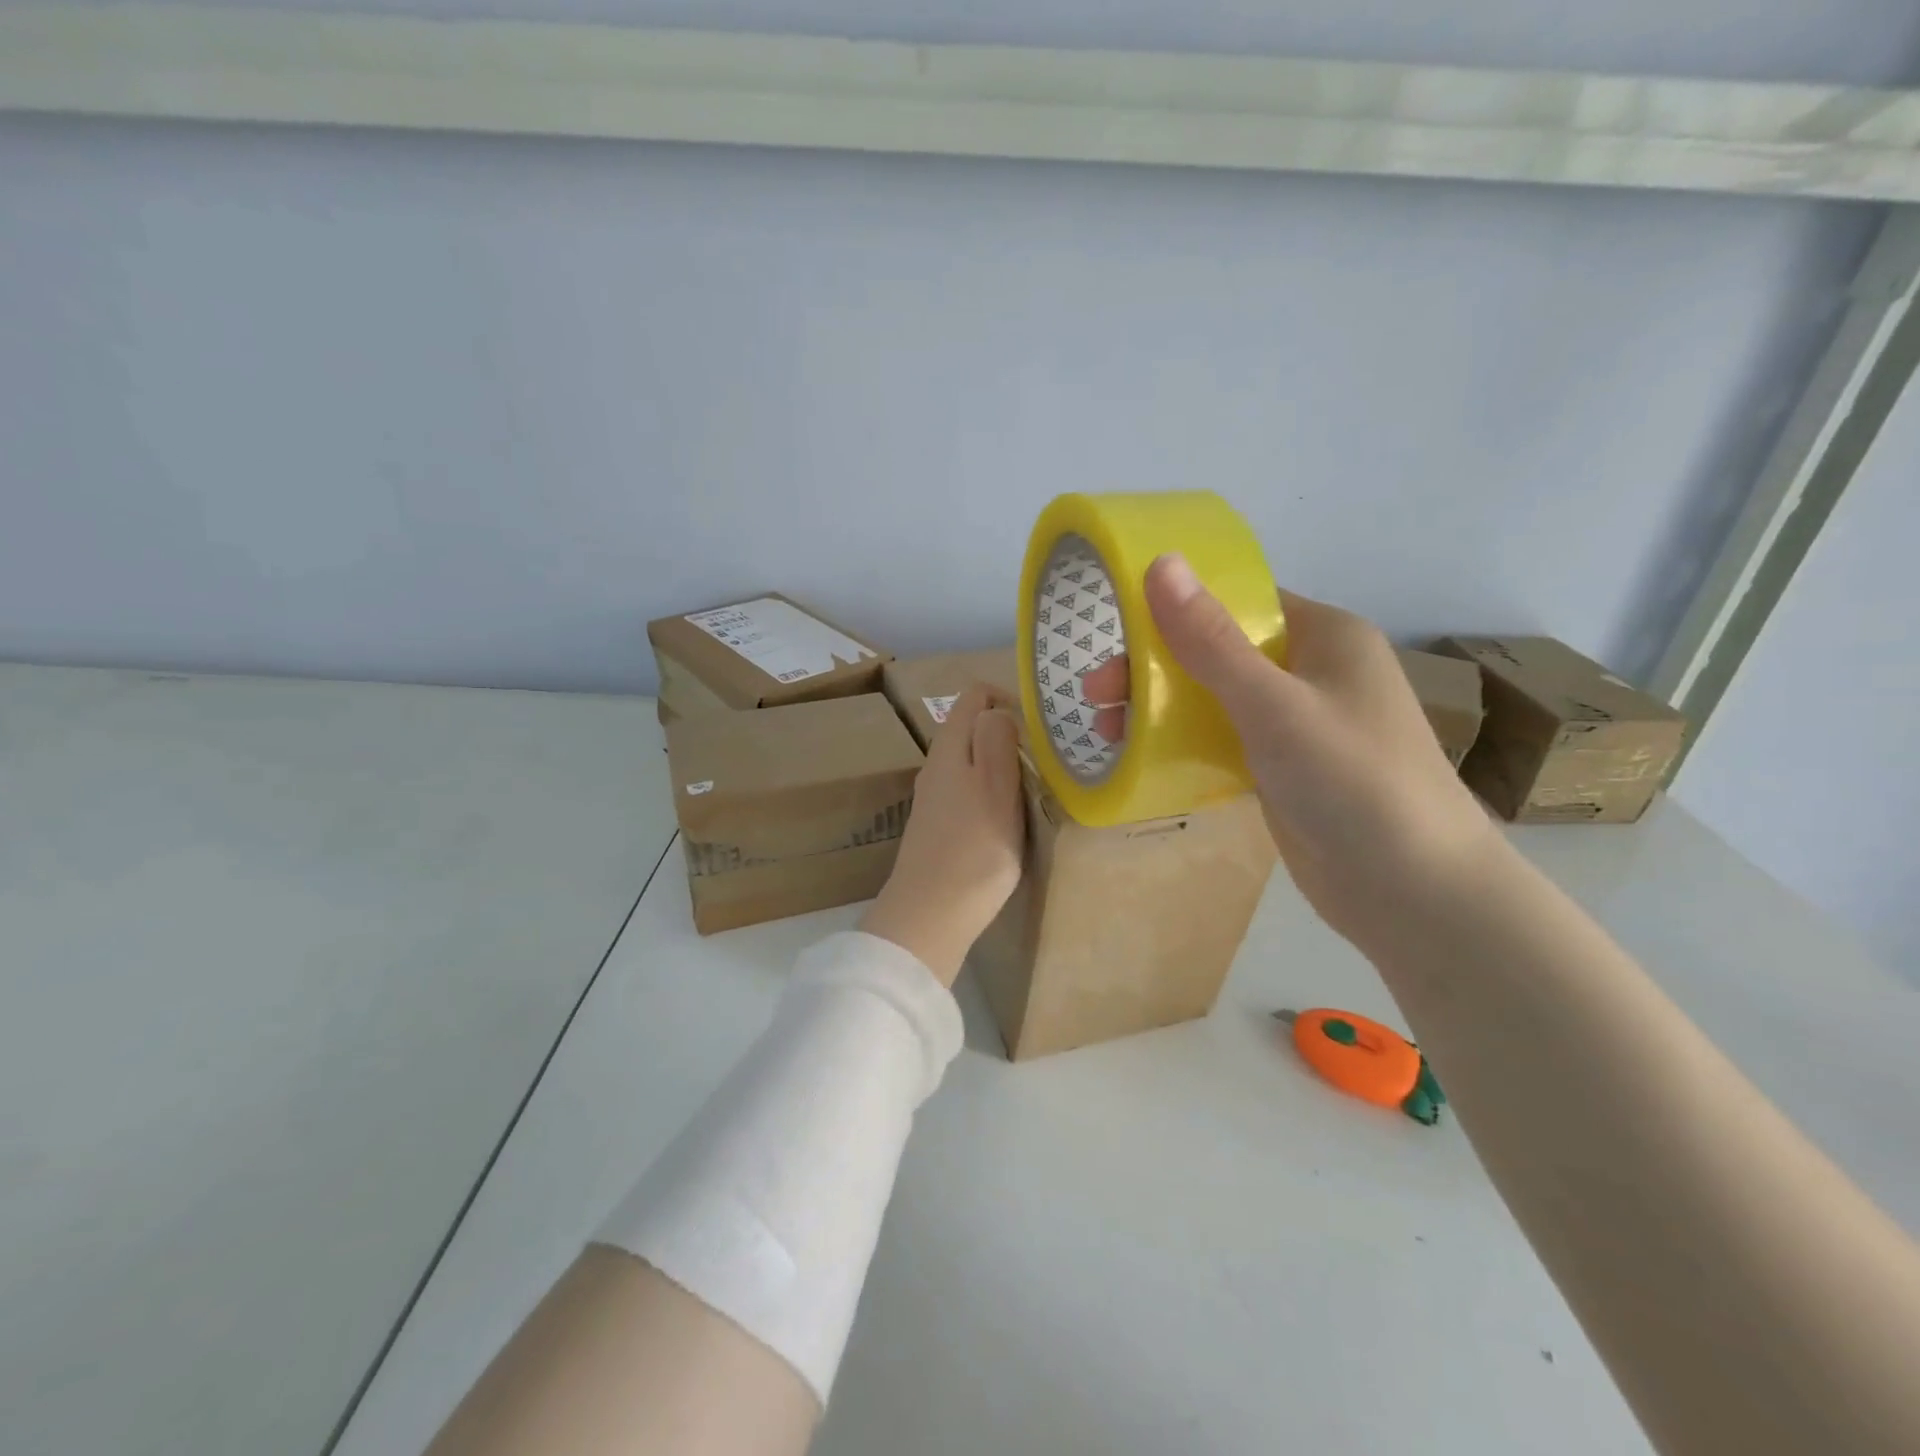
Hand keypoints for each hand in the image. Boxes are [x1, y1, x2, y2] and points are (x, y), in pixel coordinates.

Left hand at [861, 684, 1023, 985]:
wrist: (931, 914)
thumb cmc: (974, 849)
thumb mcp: (995, 786)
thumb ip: (997, 739)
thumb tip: (998, 708)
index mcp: (949, 747)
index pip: (973, 696)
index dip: (1007, 698)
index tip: (1038, 727)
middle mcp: (936, 765)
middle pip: (972, 727)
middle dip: (1008, 732)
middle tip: (1044, 760)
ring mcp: (934, 796)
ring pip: (971, 760)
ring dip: (1002, 764)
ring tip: (1034, 787)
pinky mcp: (938, 825)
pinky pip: (968, 790)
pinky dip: (991, 790)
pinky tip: (1009, 816)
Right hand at [1079, 555, 1497, 950]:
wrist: (1414, 893)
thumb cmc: (1352, 782)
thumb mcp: (1273, 706)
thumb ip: (1211, 641)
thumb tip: (1160, 563)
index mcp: (1323, 635)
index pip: (1237, 603)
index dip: (1173, 611)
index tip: (1114, 636)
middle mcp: (1312, 670)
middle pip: (1216, 652)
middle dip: (1153, 670)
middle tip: (1095, 698)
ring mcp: (1298, 722)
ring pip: (1214, 698)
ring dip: (1160, 708)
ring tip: (1107, 732)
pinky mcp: (1284, 768)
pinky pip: (1222, 739)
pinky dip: (1182, 743)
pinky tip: (1143, 756)